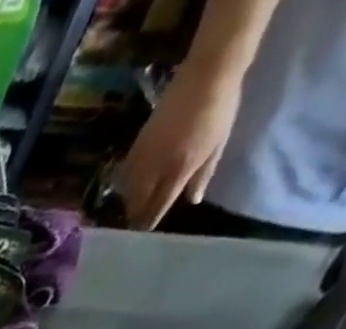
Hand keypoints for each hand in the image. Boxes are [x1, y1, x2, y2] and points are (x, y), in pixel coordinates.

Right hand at [119, 60, 242, 229]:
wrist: (207, 73)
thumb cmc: (220, 109)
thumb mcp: (218, 144)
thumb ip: (203, 175)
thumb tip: (192, 201)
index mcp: (179, 170)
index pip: (157, 207)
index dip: (149, 223)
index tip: (143, 238)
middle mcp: (155, 169)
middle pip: (137, 204)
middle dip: (136, 216)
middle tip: (138, 225)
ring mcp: (143, 158)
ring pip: (128, 193)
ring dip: (130, 203)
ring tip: (134, 209)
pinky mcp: (136, 146)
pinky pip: (125, 176)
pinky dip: (127, 186)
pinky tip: (131, 188)